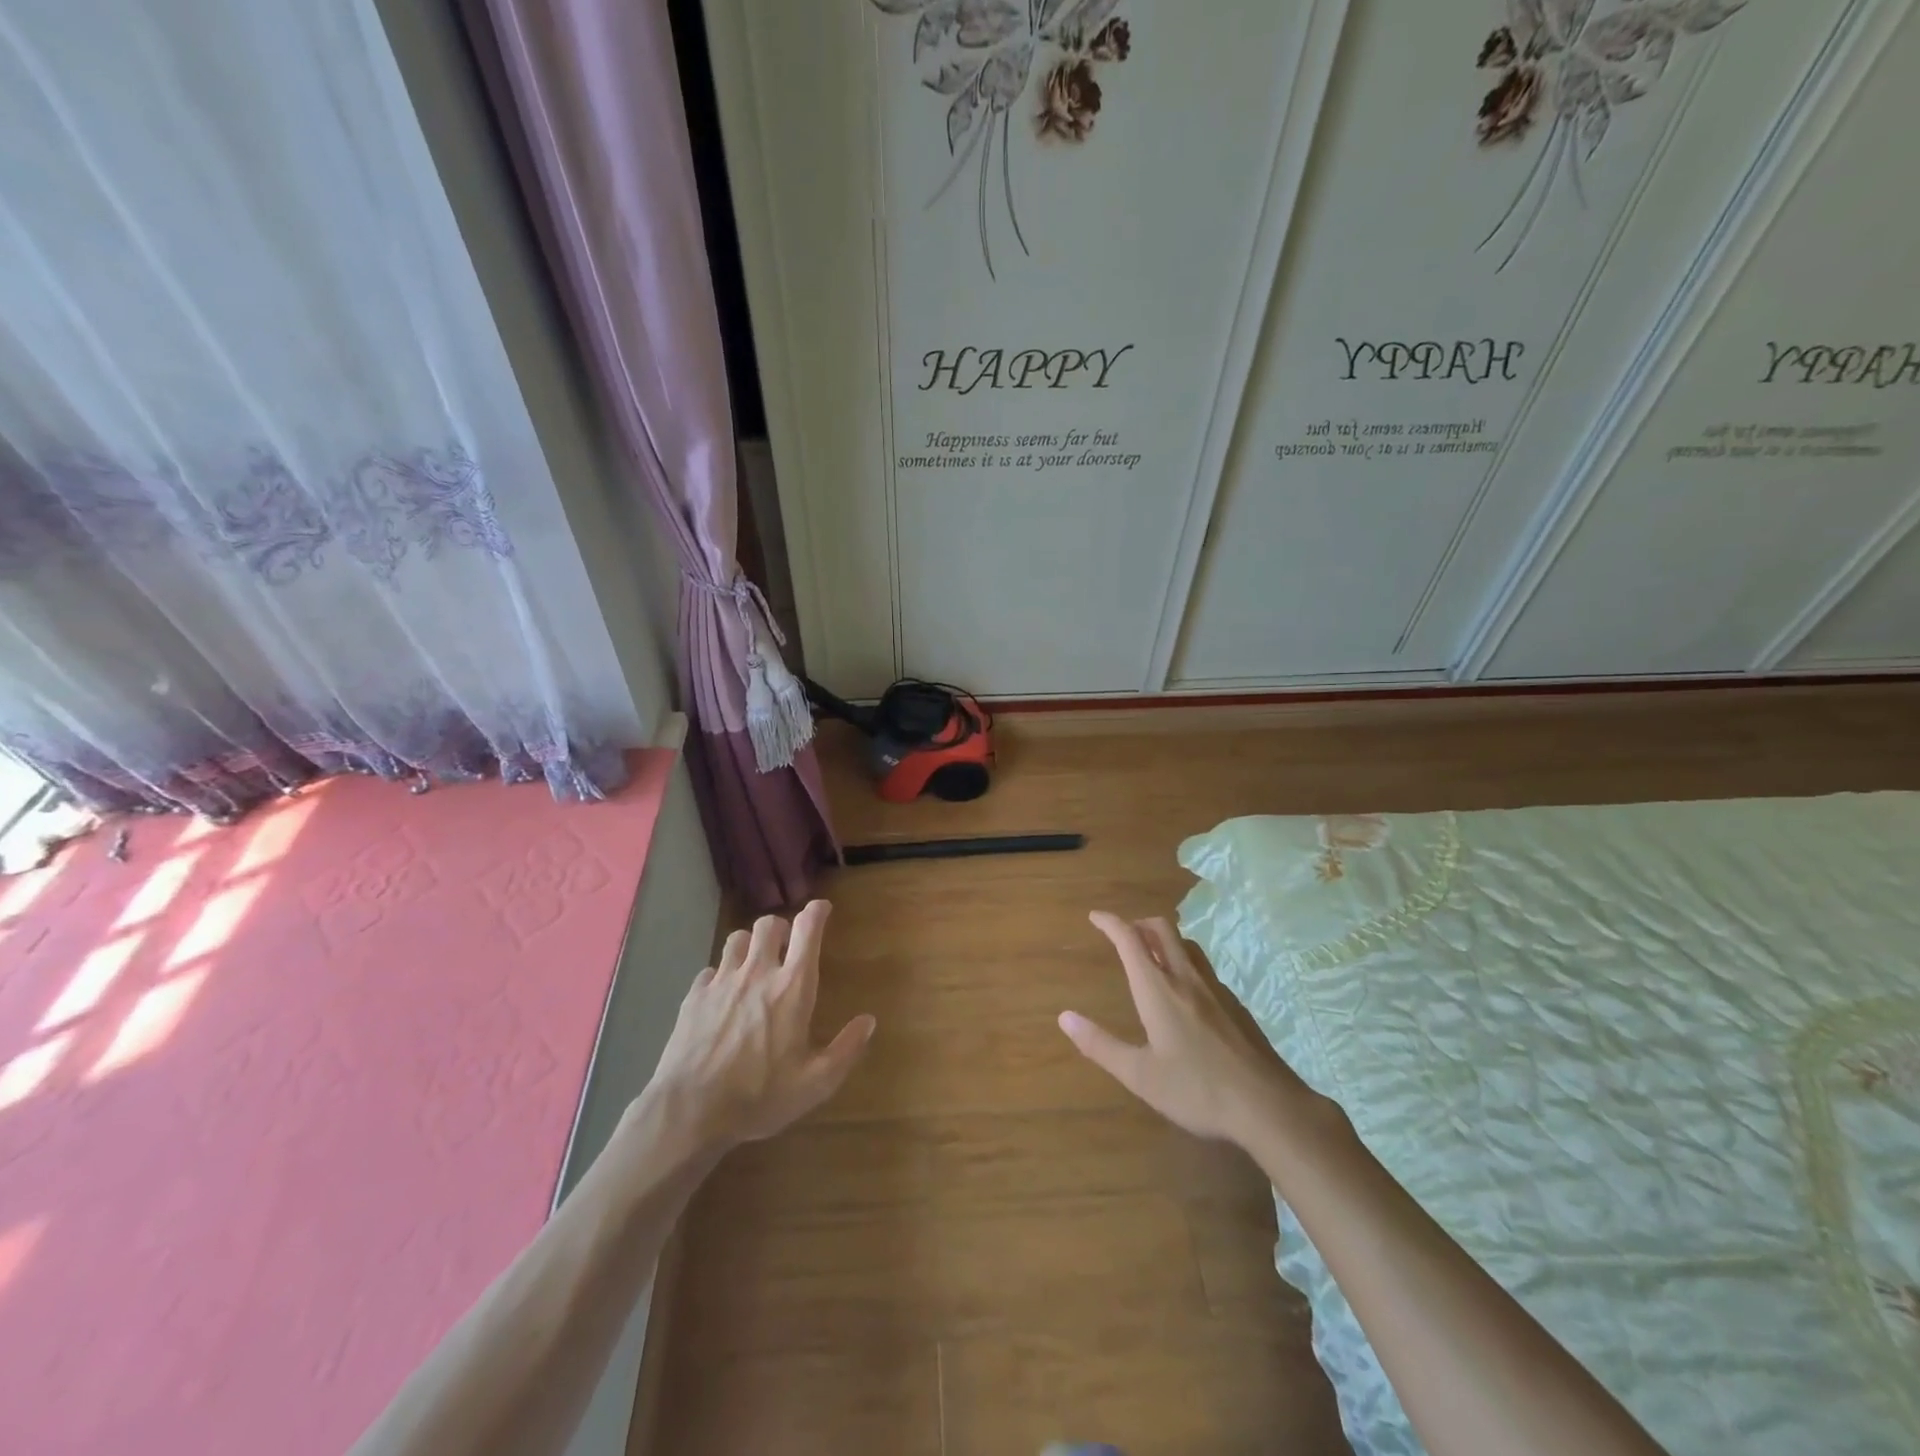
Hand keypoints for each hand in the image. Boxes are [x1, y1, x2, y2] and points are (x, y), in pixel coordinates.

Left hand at [643, 900, 874, 1151]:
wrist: (690, 1111)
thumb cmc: (760, 1096)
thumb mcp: (816, 1083)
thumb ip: (847, 1049)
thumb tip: (868, 1021)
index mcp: (792, 987)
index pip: (807, 929)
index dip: (817, 911)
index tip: (822, 908)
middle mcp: (758, 973)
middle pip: (768, 924)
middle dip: (781, 927)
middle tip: (786, 945)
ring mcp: (722, 982)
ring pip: (736, 939)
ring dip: (749, 945)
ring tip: (754, 964)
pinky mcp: (694, 997)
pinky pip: (710, 970)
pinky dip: (720, 975)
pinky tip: (722, 996)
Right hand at [1060, 912, 1316, 1146]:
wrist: (1268, 1107)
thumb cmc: (1197, 1091)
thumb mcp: (1140, 1075)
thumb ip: (1101, 1045)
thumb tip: (1064, 1017)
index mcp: (1158, 990)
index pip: (1130, 940)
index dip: (1110, 923)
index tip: (1095, 917)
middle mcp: (1187, 979)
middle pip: (1162, 930)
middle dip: (1138, 924)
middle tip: (1122, 934)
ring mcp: (1216, 990)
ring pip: (1187, 946)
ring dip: (1164, 939)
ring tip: (1151, 955)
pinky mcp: (1236, 1006)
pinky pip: (1203, 968)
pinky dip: (1185, 963)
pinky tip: (1185, 992)